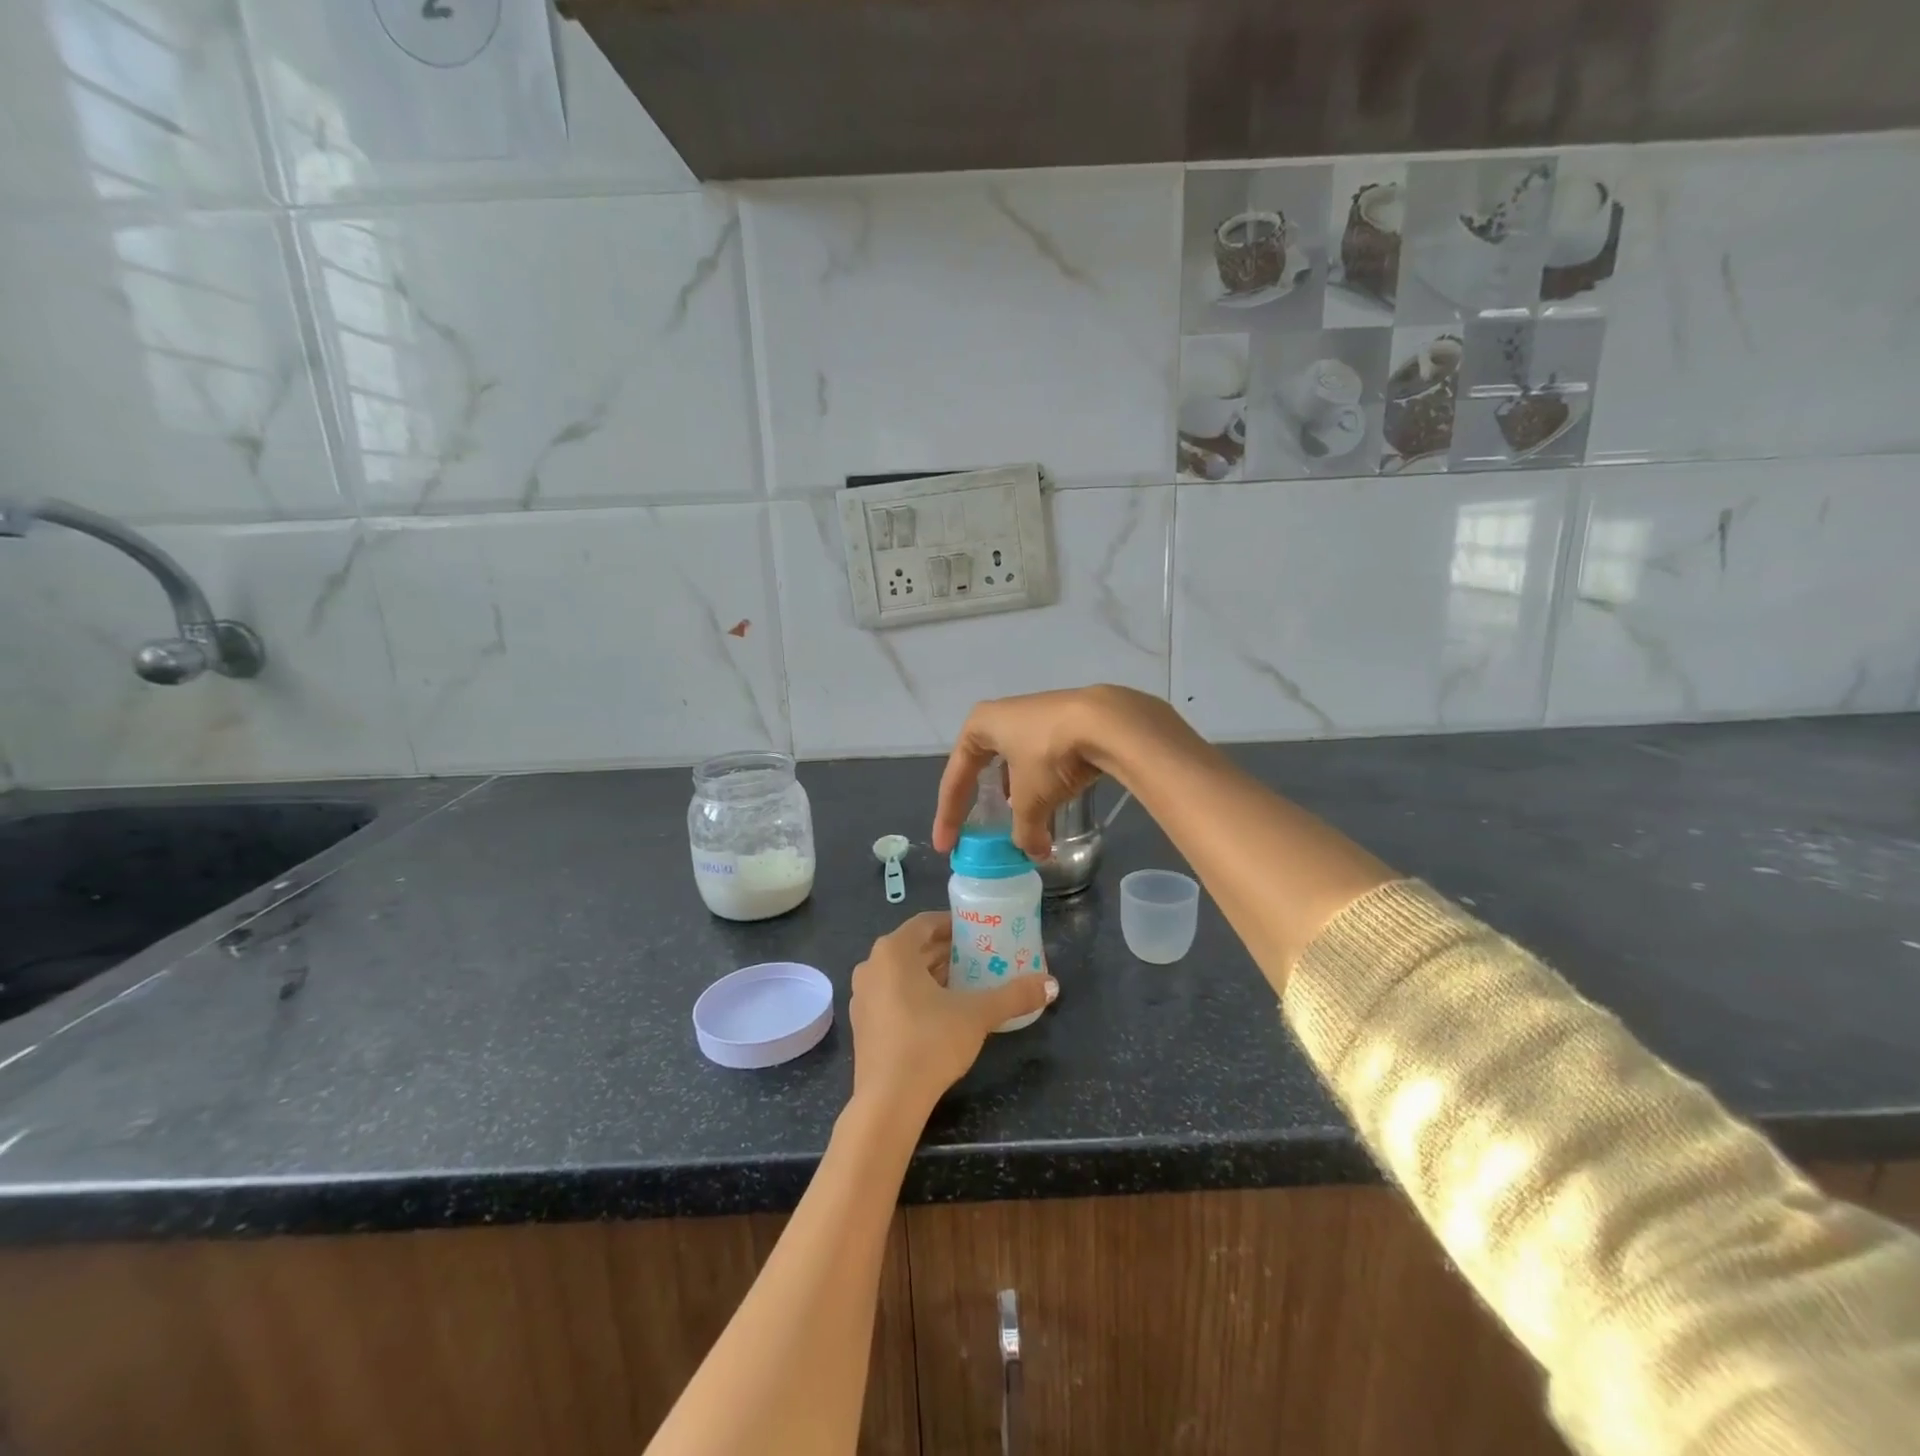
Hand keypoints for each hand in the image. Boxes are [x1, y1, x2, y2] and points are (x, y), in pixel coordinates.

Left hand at [849, 912, 1056, 1115]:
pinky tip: (942, 1012)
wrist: (888, 1102)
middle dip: (946, 951)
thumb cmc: (930, 1042)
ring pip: (902, 974)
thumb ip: (1014, 996)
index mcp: (893, 951)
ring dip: (932, 974)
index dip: (953, 924)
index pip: (926, 923)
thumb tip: (1051, 984)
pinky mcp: (863, 1025)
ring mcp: (862, 997)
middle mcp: (871, 966)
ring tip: (966, 982)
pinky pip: (892, 996)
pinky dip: (916, 995)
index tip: (978, 932)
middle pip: (914, 948)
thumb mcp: (978, 1015)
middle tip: (979, 957)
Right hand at [932, 685, 1188, 858]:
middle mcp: (1004, 714)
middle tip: (979, 827)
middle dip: (982, 798)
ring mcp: (1037, 714)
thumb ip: (1025, 832)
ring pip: (1017, 759)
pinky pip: (1044, 756)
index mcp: (980, 725)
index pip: (956, 777)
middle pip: (983, 764)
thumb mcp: (1030, 802)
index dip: (948, 815)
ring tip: (1020, 816)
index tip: (946, 845)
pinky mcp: (1068, 720)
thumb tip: (1034, 853)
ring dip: (1016, 791)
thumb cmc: (1051, 756)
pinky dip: (1043, 781)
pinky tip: (1052, 798)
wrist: (1109, 722)